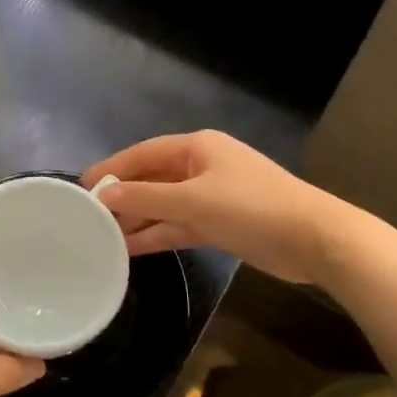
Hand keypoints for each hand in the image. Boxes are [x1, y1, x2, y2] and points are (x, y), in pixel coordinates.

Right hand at [83, 130, 357, 283]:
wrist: (315, 240)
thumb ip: (145, 198)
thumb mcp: (192, 201)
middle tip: (88, 216)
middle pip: (151, 178)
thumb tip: (104, 197)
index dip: (111, 169)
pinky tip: (131, 249)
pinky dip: (158, 234)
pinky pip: (179, 224)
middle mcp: (202, 167)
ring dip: (138, 219)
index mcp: (197, 147)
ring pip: (164, 205)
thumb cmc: (251, 208)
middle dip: (122, 197)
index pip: (142, 153)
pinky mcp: (220, 223)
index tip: (81, 187)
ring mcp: (212, 196)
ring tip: (102, 237)